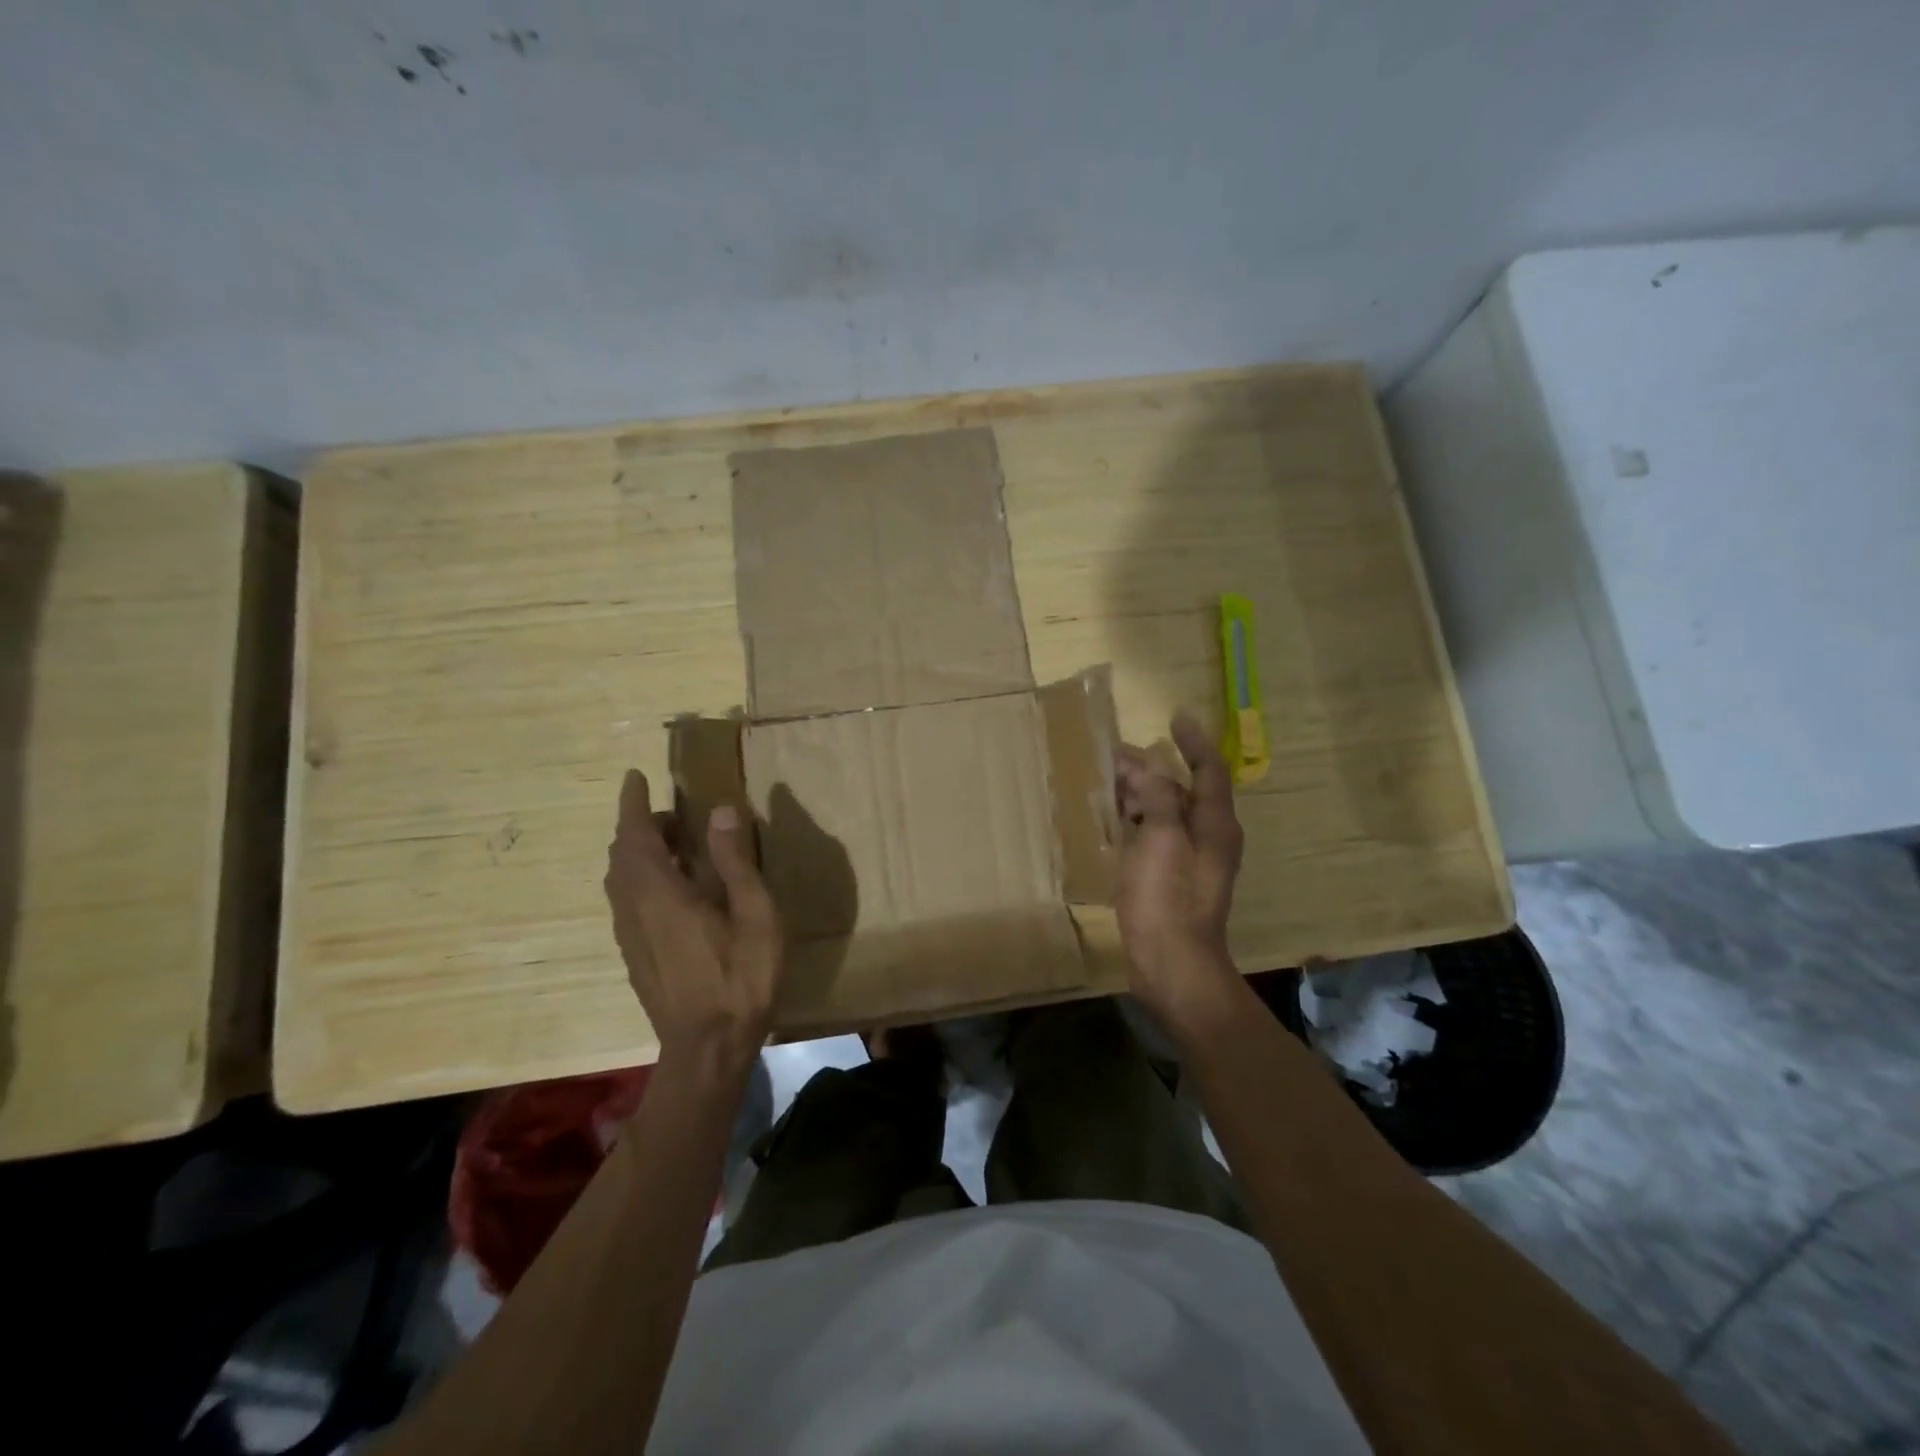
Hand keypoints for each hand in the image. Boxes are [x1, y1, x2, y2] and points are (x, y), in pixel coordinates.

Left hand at [604, 770, 783, 1082]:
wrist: (708, 1048)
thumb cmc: (740, 976)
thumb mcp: (754, 913)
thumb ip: (735, 860)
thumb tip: (719, 809)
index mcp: (660, 892)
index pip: (635, 834)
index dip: (633, 803)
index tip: (634, 776)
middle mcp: (634, 909)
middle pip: (623, 855)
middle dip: (640, 826)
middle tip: (673, 814)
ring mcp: (630, 936)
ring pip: (622, 881)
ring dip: (640, 854)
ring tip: (676, 847)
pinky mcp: (635, 957)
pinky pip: (627, 902)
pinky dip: (641, 879)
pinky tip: (673, 892)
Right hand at [1114, 711, 1244, 1022]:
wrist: (1172, 965)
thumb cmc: (1168, 899)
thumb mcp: (1162, 841)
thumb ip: (1159, 798)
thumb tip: (1153, 762)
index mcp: (1214, 825)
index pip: (1209, 770)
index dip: (1194, 742)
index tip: (1175, 717)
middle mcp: (1207, 837)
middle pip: (1180, 791)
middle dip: (1150, 770)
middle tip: (1113, 755)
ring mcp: (1188, 860)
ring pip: (1164, 814)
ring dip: (1139, 795)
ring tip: (1105, 782)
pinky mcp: (1169, 879)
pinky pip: (1153, 837)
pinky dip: (1135, 822)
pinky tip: (1110, 821)